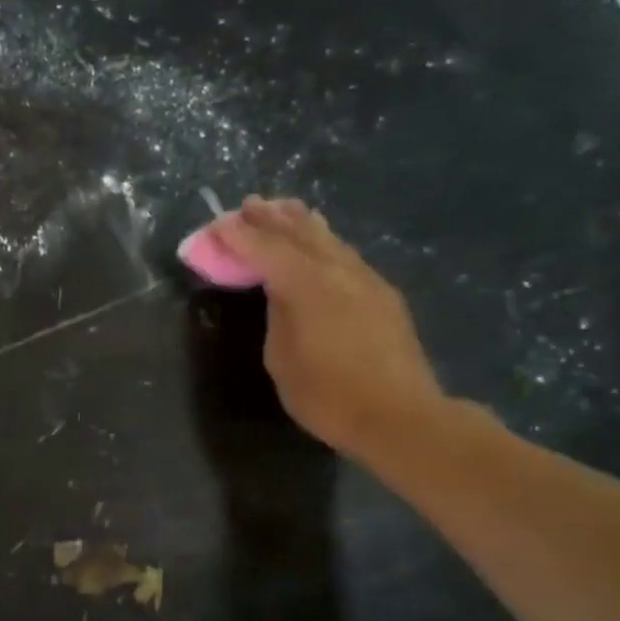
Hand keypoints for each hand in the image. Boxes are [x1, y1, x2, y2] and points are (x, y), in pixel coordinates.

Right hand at [214, 196, 447, 461]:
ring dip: (302, 224)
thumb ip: (278, 316)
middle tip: (250, 204)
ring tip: (285, 208)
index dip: (241, 237)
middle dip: (271, 219)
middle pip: (300, 235)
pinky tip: (322, 243)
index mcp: (307, 285)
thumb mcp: (281, 358)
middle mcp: (338, 272)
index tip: (220, 225)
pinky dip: (325, 242)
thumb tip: (280, 294)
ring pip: (328, 240)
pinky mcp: (383, 295)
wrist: (400, 416)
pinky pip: (346, 256)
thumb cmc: (327, 395)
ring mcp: (366, 280)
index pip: (266, 250)